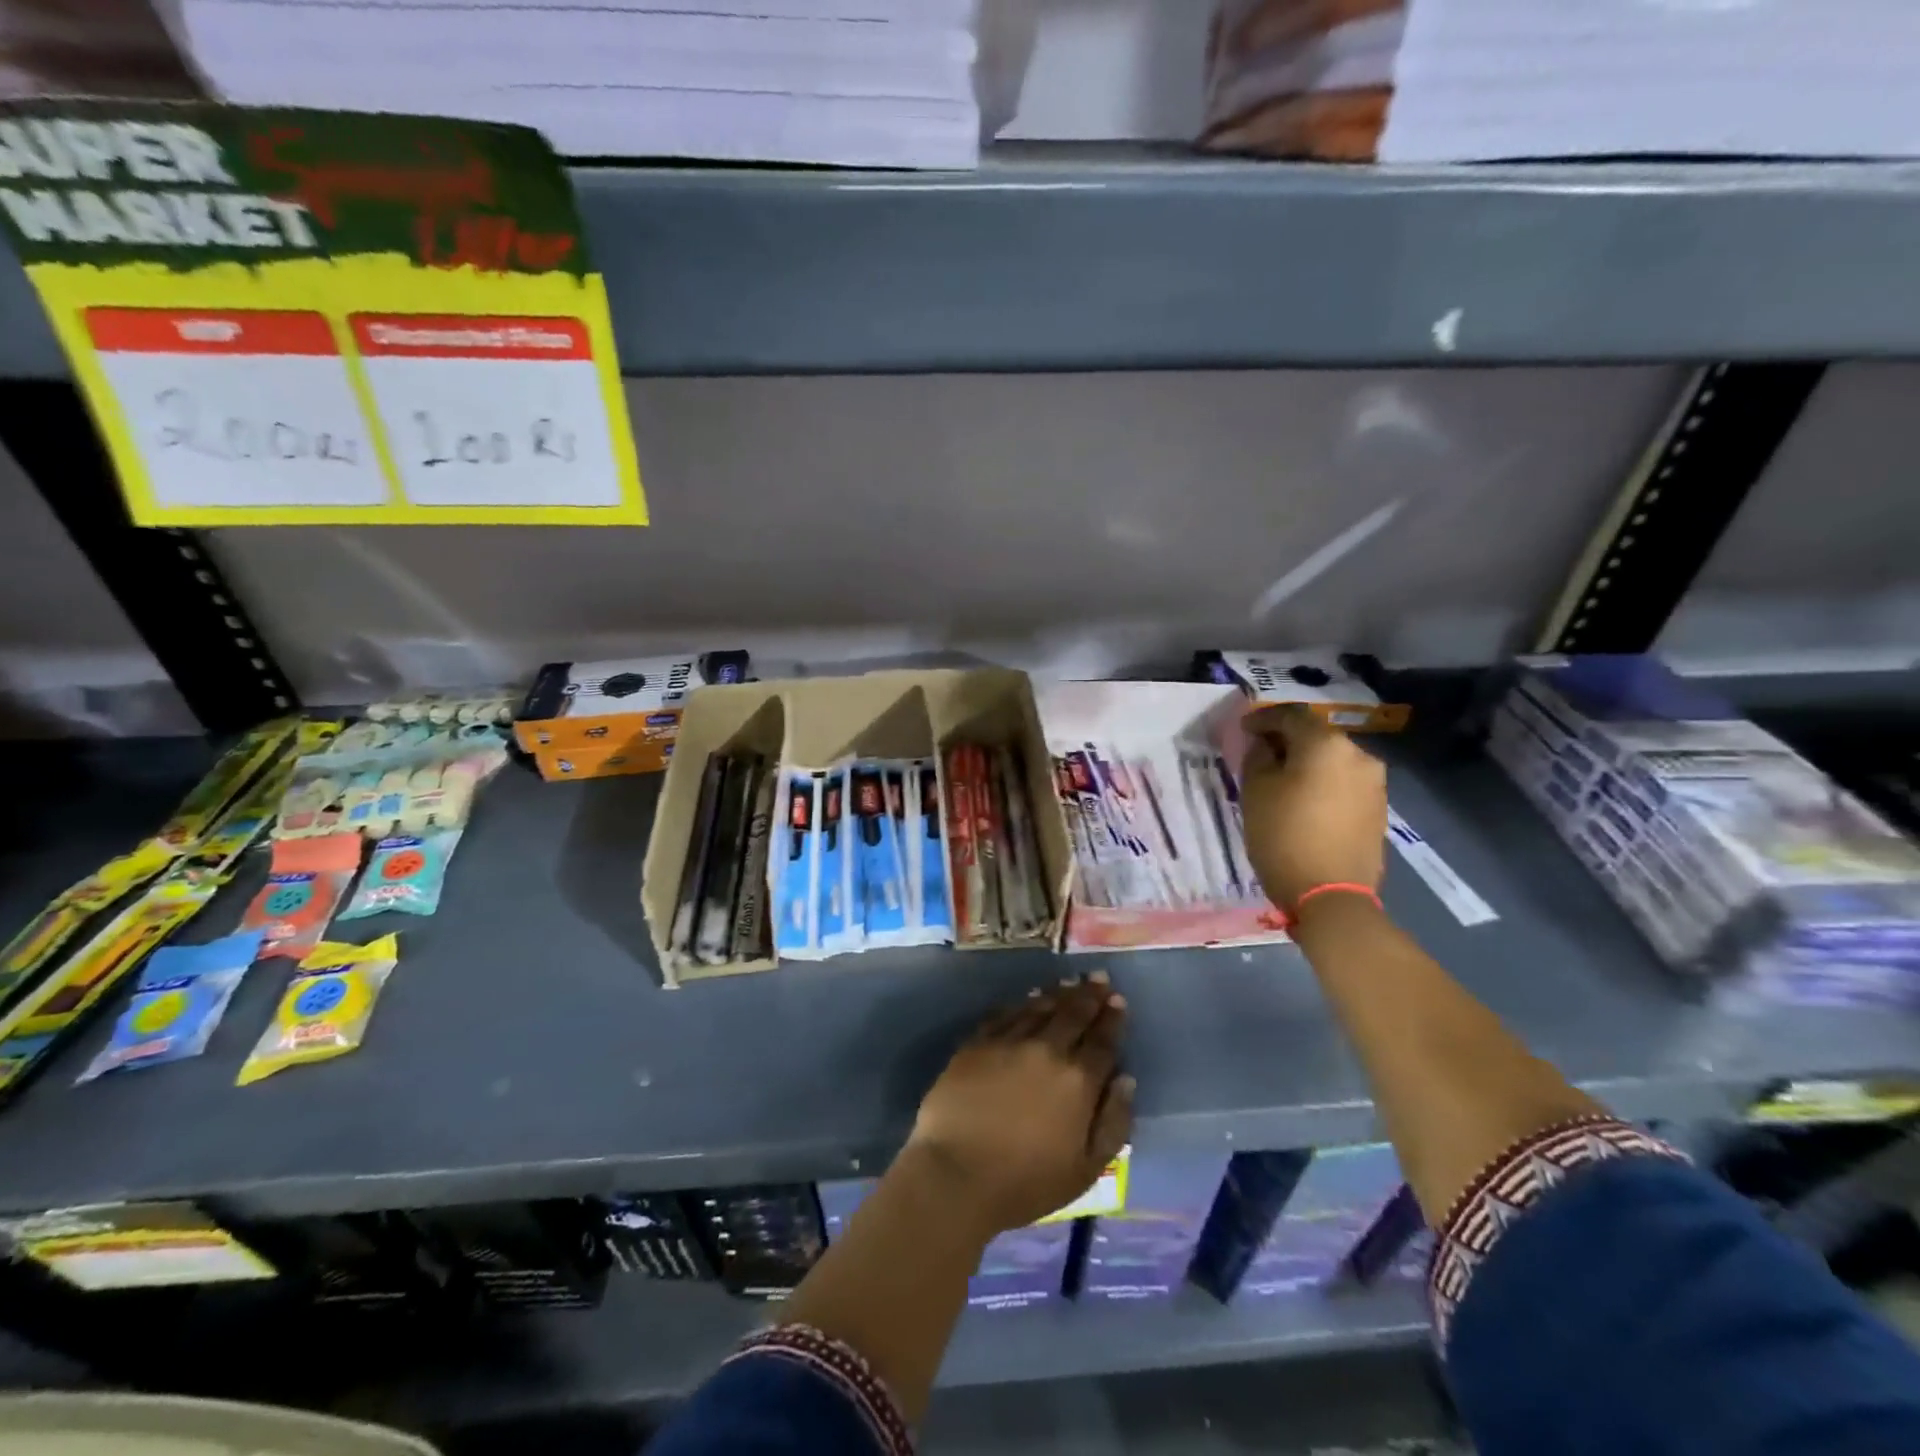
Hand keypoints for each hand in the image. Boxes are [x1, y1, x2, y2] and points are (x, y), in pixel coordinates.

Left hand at [906, 975, 1132, 1236]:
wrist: (956, 1174)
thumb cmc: (1026, 1182)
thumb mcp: (1086, 1169)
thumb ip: (1113, 1122)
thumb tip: (1126, 1079)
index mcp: (1077, 1081)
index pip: (1102, 1041)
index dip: (1112, 1019)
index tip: (1118, 999)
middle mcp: (1046, 1050)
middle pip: (1072, 1014)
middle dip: (1089, 995)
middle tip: (1098, 977)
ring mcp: (1008, 1042)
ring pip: (1039, 1008)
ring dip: (1057, 994)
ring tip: (1068, 982)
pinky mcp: (977, 1043)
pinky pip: (1004, 1014)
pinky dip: (1021, 1004)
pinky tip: (1027, 999)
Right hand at [1239, 704, 1386, 910]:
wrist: (1332, 896)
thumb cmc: (1284, 836)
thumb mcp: (1255, 792)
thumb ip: (1258, 757)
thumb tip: (1265, 745)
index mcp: (1326, 744)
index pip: (1290, 716)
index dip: (1263, 719)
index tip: (1244, 729)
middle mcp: (1358, 755)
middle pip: (1316, 737)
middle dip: (1287, 741)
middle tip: (1261, 754)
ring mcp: (1374, 783)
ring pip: (1332, 761)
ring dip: (1307, 764)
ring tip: (1282, 780)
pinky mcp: (1378, 809)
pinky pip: (1344, 783)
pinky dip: (1323, 783)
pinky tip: (1305, 800)